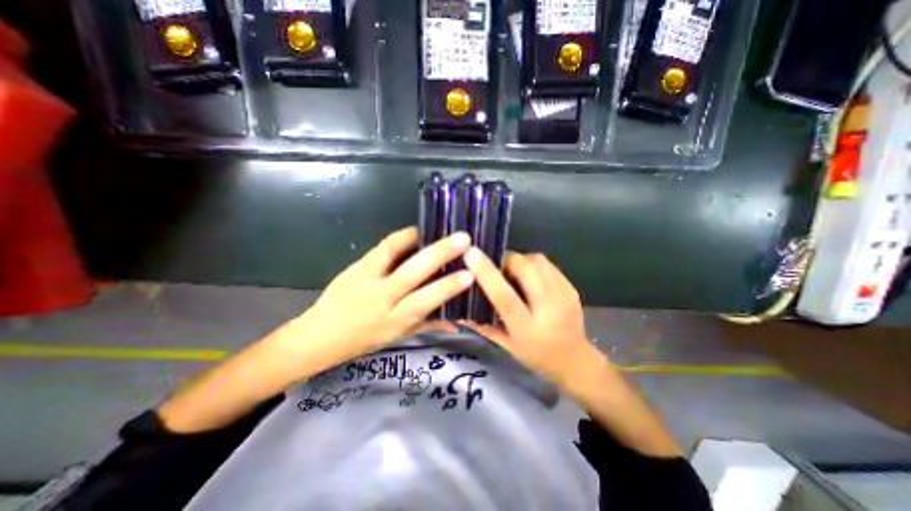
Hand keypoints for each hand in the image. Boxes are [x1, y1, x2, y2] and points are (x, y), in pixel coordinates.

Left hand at [289, 227, 477, 367]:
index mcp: (395, 320)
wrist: (319, 335)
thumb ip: (428, 326)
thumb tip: (456, 321)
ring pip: (395, 254)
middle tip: (463, 239)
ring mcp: (367, 278)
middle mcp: (382, 298)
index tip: (470, 274)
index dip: (448, 287)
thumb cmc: (363, 340)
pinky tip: (417, 232)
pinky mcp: (357, 265)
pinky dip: (402, 237)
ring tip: (440, 229)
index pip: (425, 301)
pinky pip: (383, 247)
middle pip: (412, 273)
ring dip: (419, 239)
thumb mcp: (398, 336)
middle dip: (439, 254)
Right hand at [464, 248, 602, 387]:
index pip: (504, 295)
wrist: (576, 361)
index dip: (486, 272)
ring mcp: (564, 295)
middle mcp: (548, 308)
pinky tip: (530, 276)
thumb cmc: (537, 356)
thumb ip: (483, 326)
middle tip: (498, 268)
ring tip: (514, 272)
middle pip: (525, 268)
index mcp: (527, 327)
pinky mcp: (571, 287)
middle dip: (507, 261)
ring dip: (521, 260)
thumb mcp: (507, 346)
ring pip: (538, 260)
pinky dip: (534, 264)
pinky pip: (548, 264)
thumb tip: (460, 310)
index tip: (470, 253)